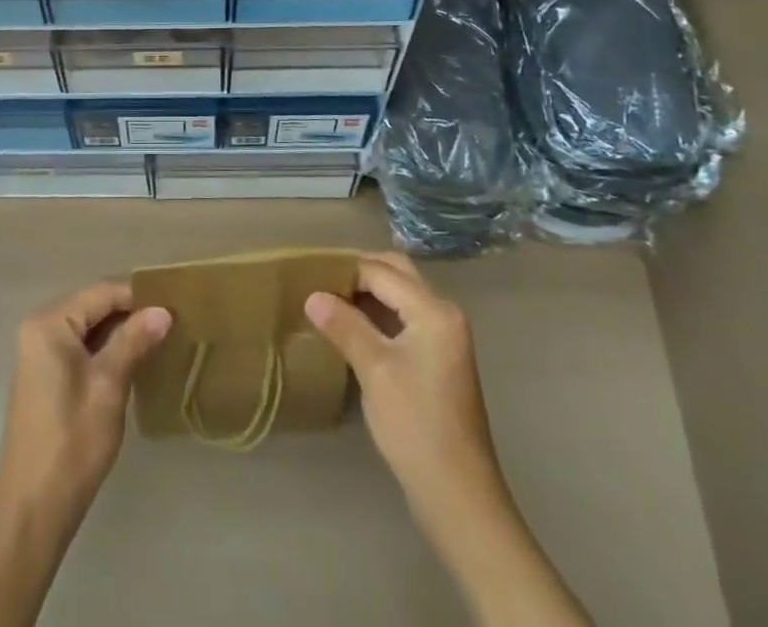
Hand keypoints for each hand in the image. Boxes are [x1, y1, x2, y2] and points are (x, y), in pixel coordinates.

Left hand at [0, 280, 172, 525]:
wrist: (32, 511)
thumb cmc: (71, 443)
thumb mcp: (109, 386)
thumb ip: (134, 341)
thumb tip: (163, 310)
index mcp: (50, 323)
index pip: (103, 292)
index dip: (139, 297)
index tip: (176, 305)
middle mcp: (40, 328)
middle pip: (95, 306)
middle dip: (132, 313)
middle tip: (172, 322)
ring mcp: (40, 352)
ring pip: (90, 327)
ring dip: (122, 333)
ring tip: (161, 339)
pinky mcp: (45, 375)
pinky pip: (81, 347)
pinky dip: (107, 350)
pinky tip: (134, 362)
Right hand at [305, 253, 502, 511]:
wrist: (458, 496)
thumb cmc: (415, 425)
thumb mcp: (374, 370)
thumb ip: (344, 326)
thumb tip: (312, 296)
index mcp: (434, 310)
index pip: (381, 272)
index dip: (345, 270)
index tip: (310, 276)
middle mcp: (444, 313)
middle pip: (396, 274)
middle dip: (359, 273)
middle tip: (321, 283)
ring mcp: (445, 337)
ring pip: (401, 295)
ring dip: (368, 293)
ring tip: (330, 302)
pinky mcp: (439, 359)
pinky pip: (405, 318)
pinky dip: (379, 314)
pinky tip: (352, 328)